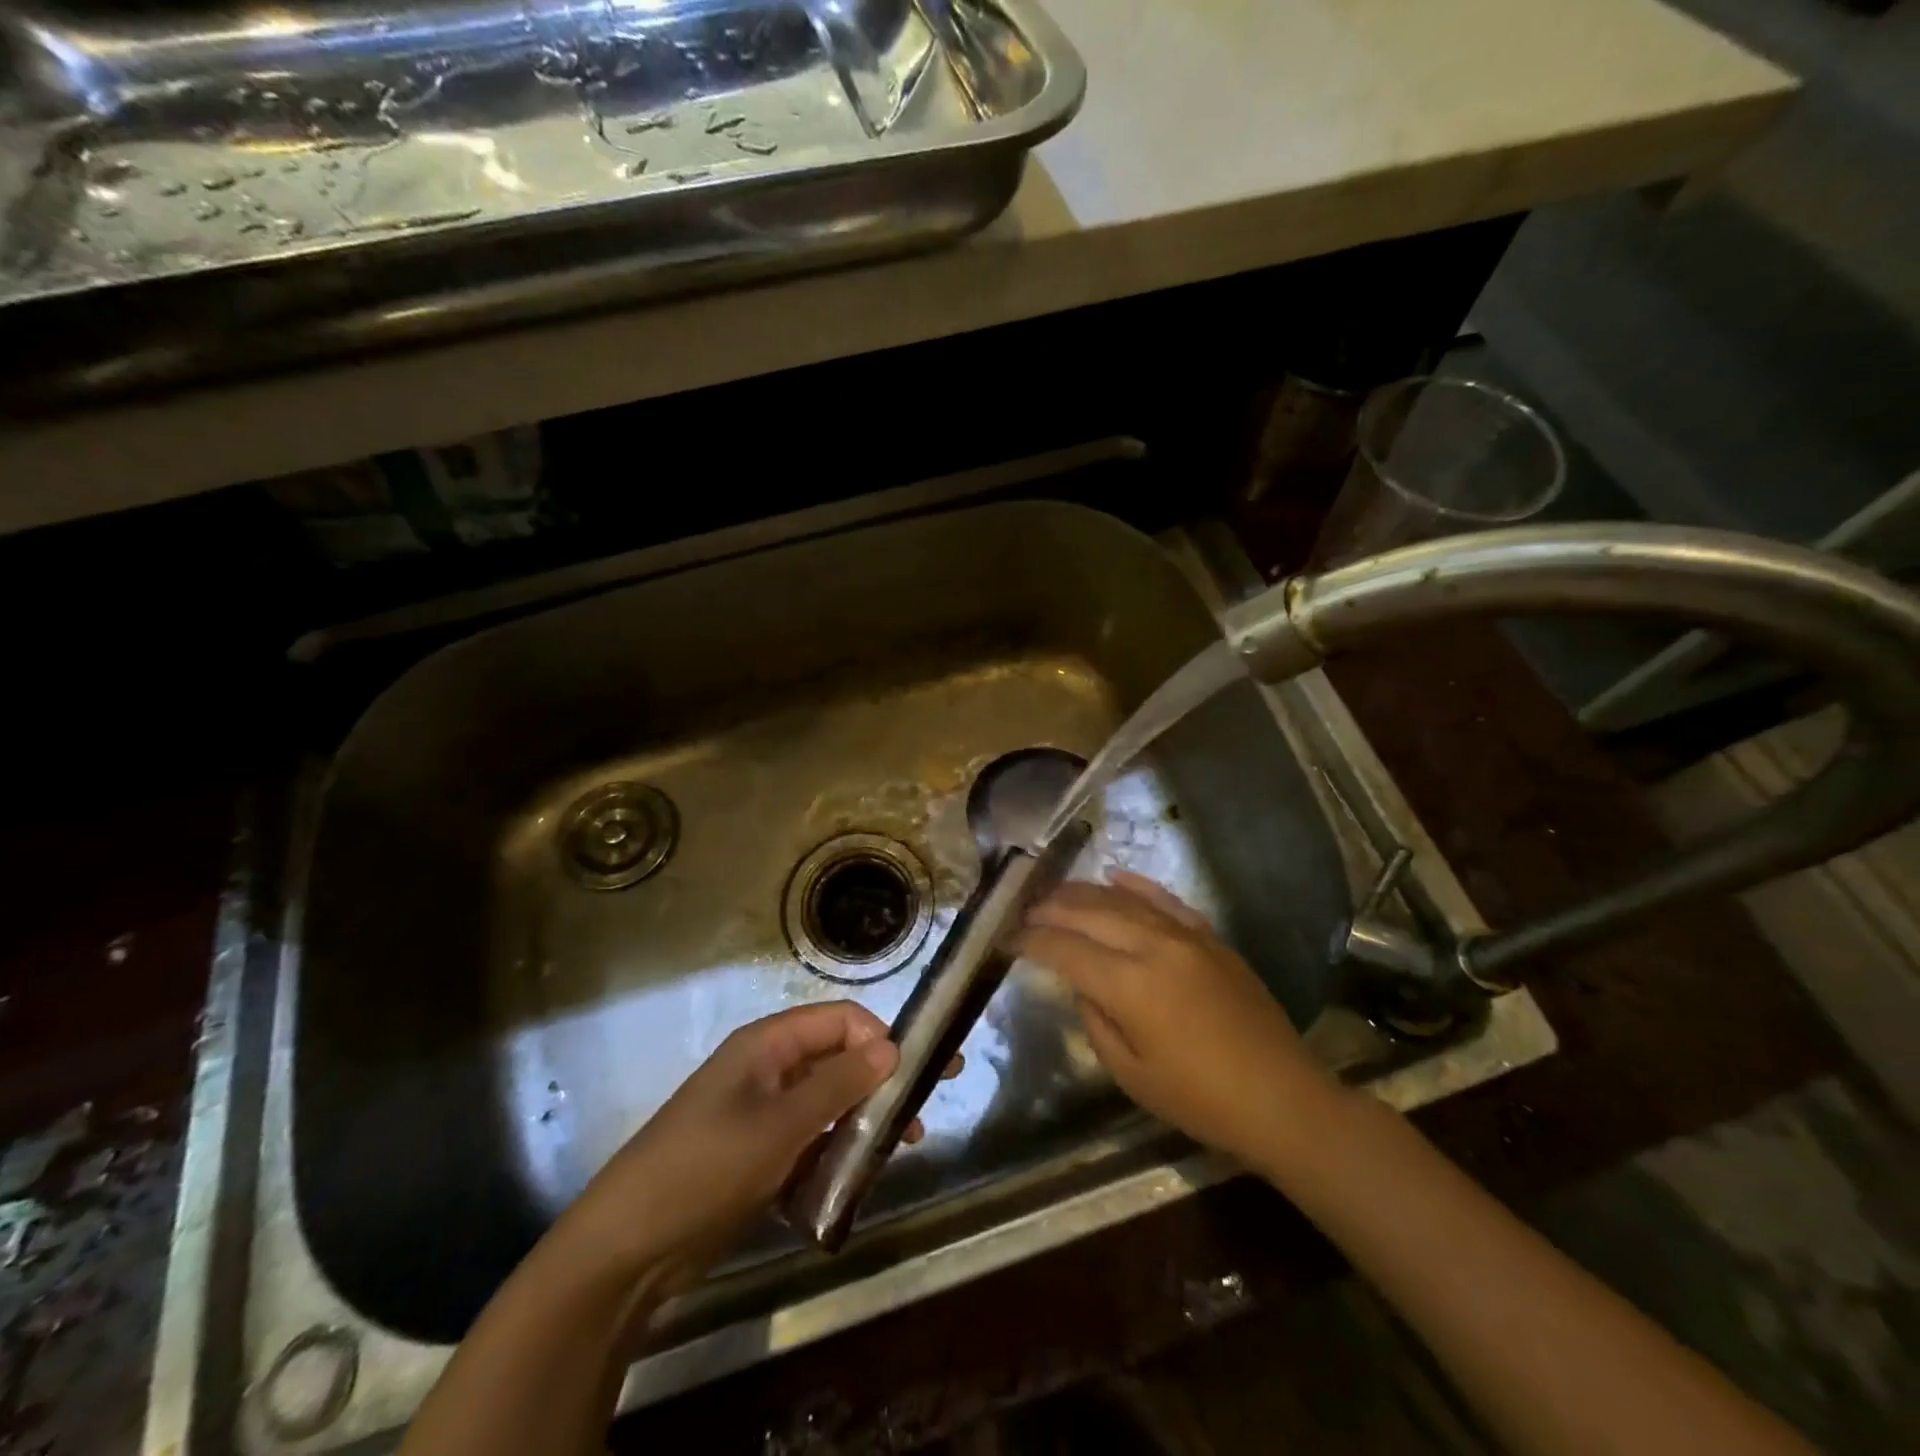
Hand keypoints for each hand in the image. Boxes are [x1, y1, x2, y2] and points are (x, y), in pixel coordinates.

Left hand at [561, 1003, 906, 1289]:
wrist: (627, 1250)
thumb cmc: (705, 1168)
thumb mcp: (779, 1125)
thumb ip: (838, 1084)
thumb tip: (892, 1047)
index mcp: (768, 1044)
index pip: (840, 1020)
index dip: (881, 1038)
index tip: (918, 1072)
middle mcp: (769, 1069)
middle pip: (838, 1059)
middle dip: (881, 1081)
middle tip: (924, 1111)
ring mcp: (763, 1114)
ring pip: (828, 1103)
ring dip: (864, 1120)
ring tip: (901, 1149)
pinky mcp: (759, 1156)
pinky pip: (811, 1140)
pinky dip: (836, 1152)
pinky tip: (858, 1177)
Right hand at [1016, 872, 1333, 1167]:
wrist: (1282, 1098)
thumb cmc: (1200, 1099)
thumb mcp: (1131, 1074)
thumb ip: (1097, 1020)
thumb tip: (1084, 983)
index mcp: (1130, 985)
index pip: (1066, 950)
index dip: (1031, 941)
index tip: (1006, 936)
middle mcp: (1154, 947)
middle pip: (1090, 913)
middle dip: (1051, 908)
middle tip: (1024, 906)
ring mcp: (1186, 936)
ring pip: (1124, 901)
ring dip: (1085, 892)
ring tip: (1056, 890)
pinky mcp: (1210, 938)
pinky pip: (1167, 901)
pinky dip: (1138, 887)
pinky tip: (1116, 877)